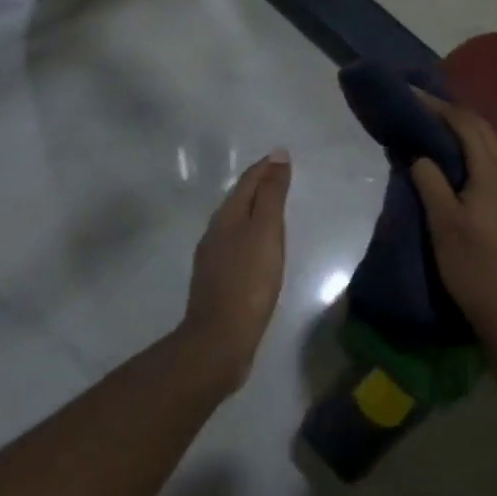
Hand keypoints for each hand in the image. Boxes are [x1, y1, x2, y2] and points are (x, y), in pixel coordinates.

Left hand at [182, 150, 290, 391]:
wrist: (219, 341)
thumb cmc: (249, 281)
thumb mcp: (266, 231)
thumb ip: (272, 194)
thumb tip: (277, 155)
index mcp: (227, 216)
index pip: (247, 181)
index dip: (265, 167)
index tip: (283, 157)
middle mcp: (215, 232)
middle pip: (239, 199)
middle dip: (259, 185)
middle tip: (282, 178)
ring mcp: (212, 258)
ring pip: (235, 223)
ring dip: (254, 211)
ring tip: (274, 210)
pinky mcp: (217, 281)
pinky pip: (235, 245)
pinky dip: (250, 235)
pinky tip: (259, 249)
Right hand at [410, 95, 496, 353]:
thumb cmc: (473, 267)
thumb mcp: (443, 224)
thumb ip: (430, 182)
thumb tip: (419, 155)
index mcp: (493, 173)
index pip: (467, 125)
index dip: (439, 107)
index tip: (413, 95)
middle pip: (483, 129)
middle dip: (453, 113)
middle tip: (422, 106)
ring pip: (491, 145)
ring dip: (465, 130)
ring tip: (434, 127)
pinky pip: (493, 162)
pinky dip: (472, 149)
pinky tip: (456, 161)